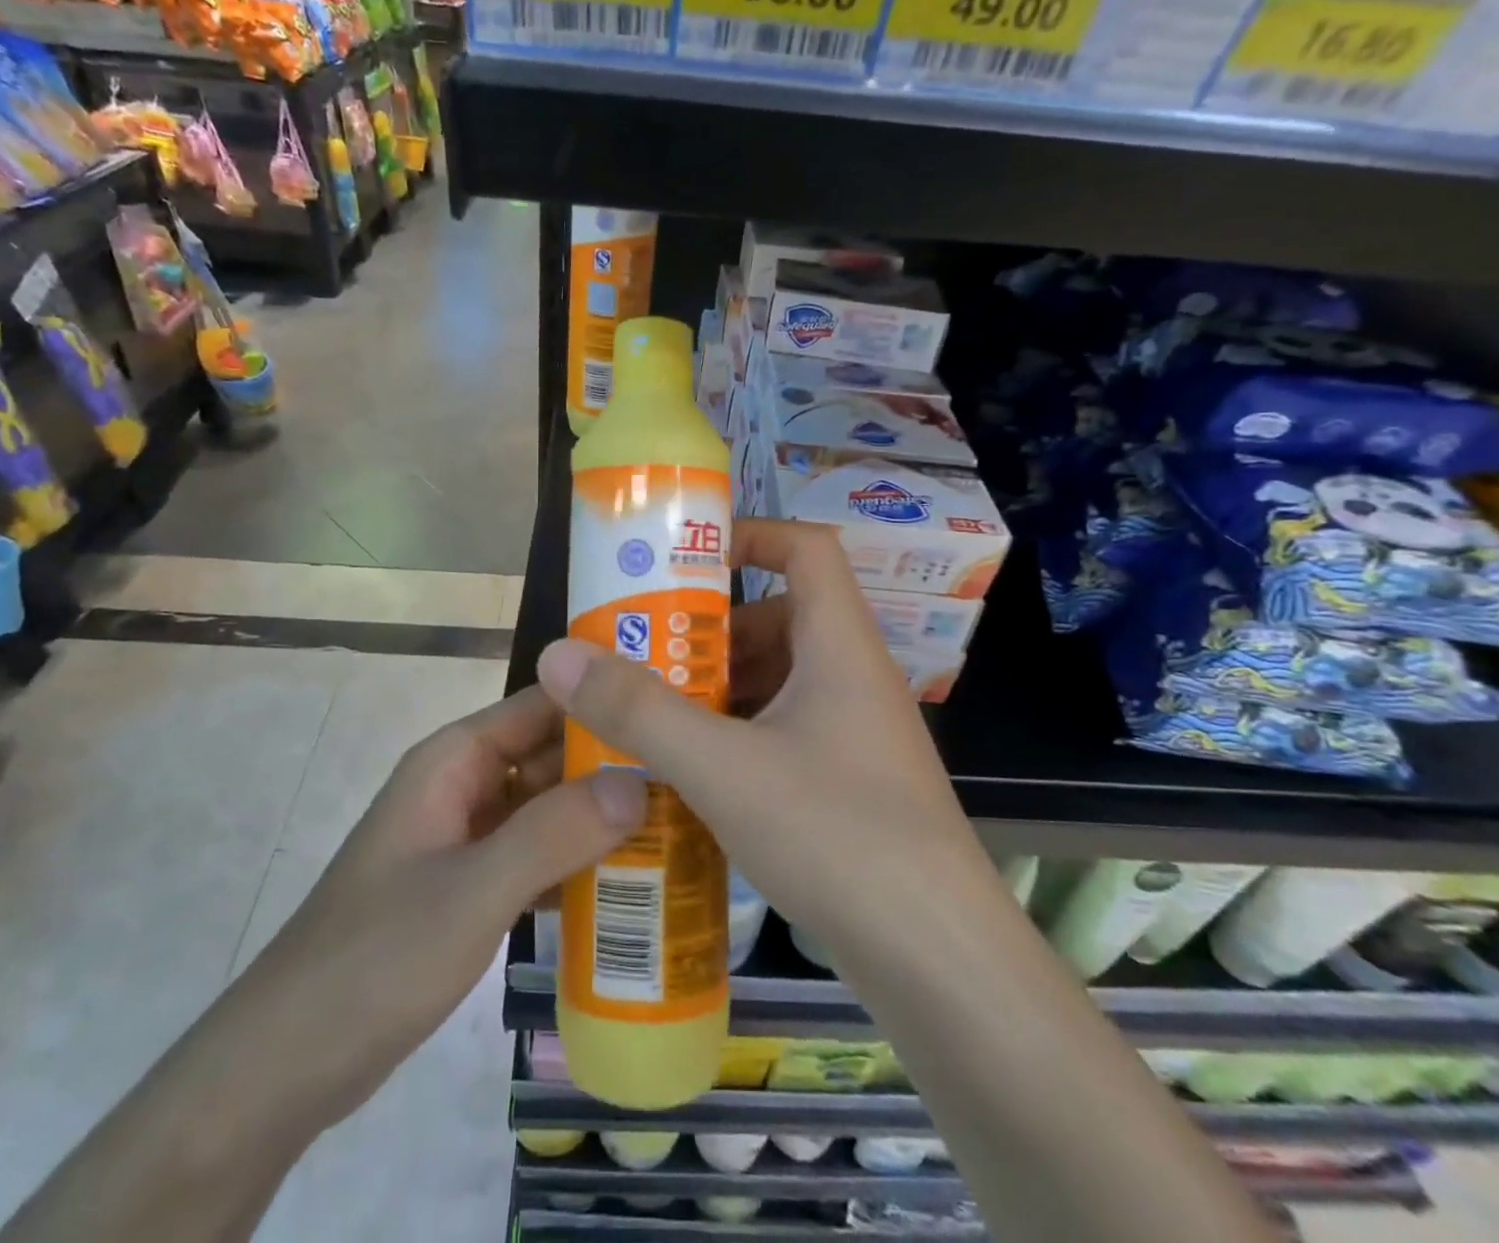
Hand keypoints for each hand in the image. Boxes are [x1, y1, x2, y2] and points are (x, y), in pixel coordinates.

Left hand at [244, 686, 647, 1115]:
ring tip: (678, 822)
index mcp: (455, 760)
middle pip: (550, 756)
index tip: (671, 711)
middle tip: (691, 775)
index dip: (602, 700)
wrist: (288, 1063)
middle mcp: (463, 785)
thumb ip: (556, 832)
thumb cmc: (378, 956)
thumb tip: (642, 780)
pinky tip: (629, 882)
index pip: (542, 704)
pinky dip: (575, 862)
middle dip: (613, 764)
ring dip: (600, 816)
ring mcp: (466, 838)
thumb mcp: (474, 890)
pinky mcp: (470, 885)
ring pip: (546, 808)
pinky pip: (535, 855)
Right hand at [535, 518, 984, 969]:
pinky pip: (785, 734)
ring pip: (780, 682)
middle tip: (646, 655)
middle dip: (712, 632)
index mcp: (841, 646)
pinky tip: (692, 778)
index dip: (752, 536)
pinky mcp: (851, 785)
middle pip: (782, 619)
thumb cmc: (837, 835)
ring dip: (719, 691)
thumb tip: (558, 655)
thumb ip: (638, 711)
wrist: (940, 962)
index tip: (687, 561)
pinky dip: (738, 738)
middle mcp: (854, 678)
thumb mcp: (723, 767)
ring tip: (653, 717)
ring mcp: (856, 735)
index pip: (808, 549)